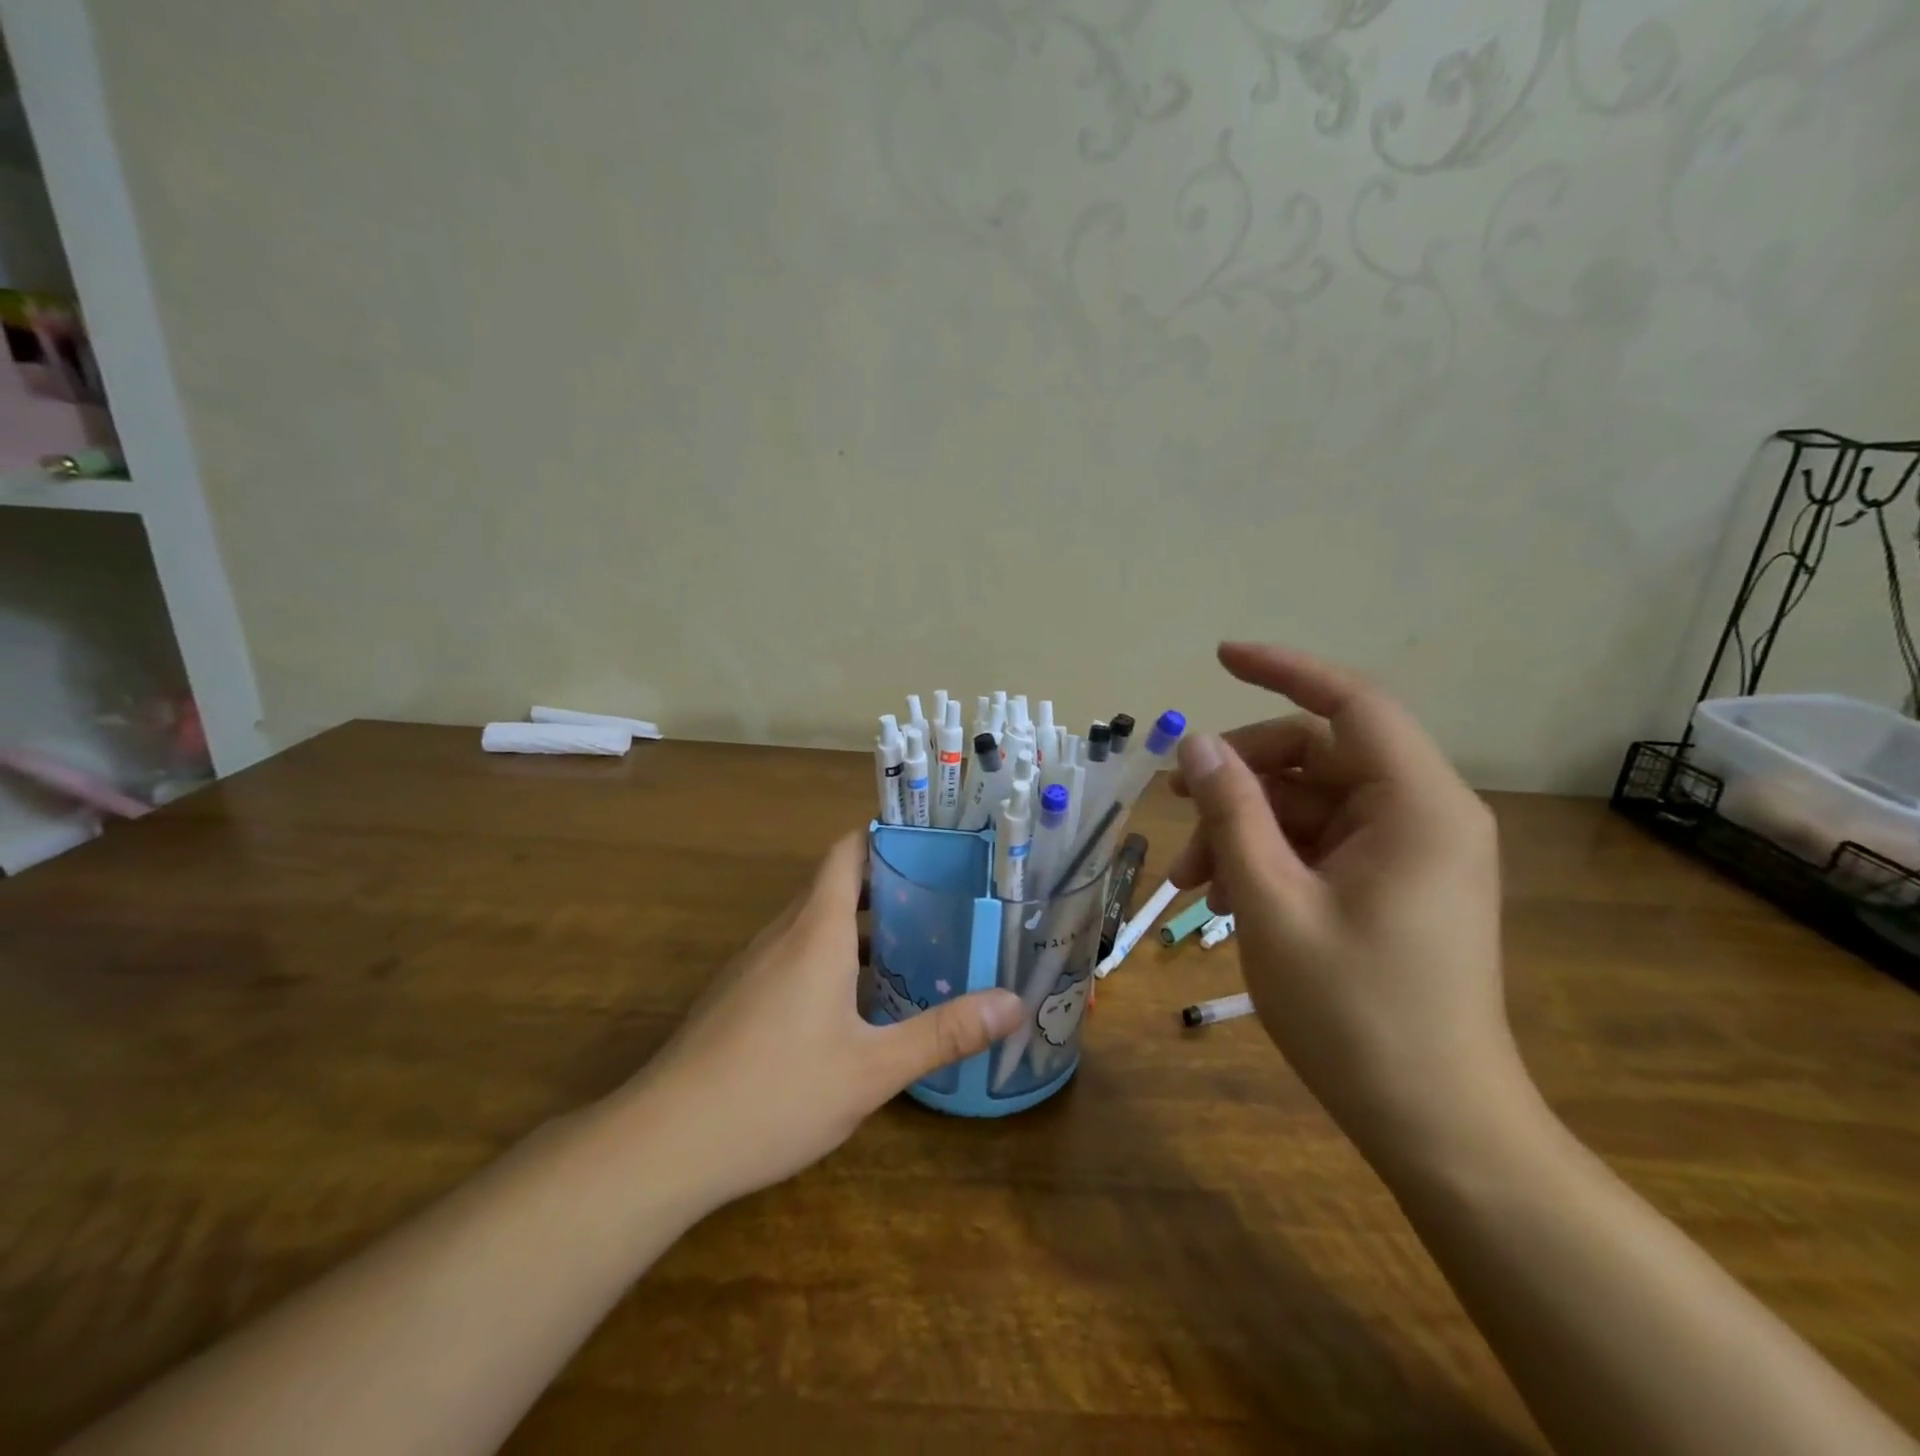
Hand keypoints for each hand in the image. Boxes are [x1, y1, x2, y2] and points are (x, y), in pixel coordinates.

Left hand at [624, 832, 1023, 1209]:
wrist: (663, 1144)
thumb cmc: (775, 1092)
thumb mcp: (872, 1069)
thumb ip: (944, 1034)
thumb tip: (1014, 1003)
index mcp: (815, 930)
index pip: (847, 851)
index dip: (886, 836)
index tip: (933, 843)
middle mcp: (783, 934)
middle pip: (837, 885)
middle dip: (889, 886)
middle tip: (946, 901)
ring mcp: (754, 966)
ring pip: (815, 925)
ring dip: (862, 927)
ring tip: (917, 949)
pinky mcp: (739, 997)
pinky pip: (795, 956)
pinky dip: (833, 958)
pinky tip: (859, 1005)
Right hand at [1169, 643, 1519, 1161]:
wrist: (1437, 1125)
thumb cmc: (1354, 1014)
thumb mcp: (1272, 903)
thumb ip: (1232, 811)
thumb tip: (1194, 742)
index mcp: (1416, 806)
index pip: (1350, 703)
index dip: (1283, 669)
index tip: (1219, 657)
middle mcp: (1424, 813)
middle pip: (1317, 756)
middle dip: (1240, 778)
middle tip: (1175, 811)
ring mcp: (1411, 850)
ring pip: (1310, 803)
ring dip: (1244, 827)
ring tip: (1191, 881)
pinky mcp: (1395, 883)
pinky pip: (1321, 842)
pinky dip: (1269, 856)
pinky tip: (1227, 898)